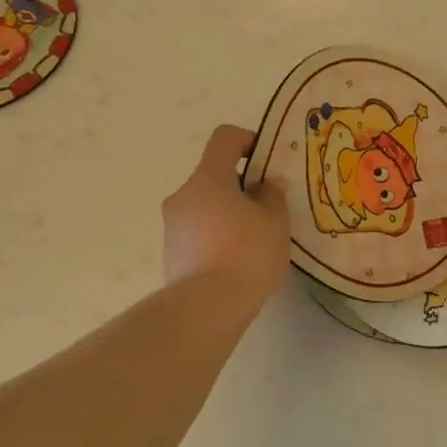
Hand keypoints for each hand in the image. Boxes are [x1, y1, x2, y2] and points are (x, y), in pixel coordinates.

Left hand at [162, 125, 290, 308]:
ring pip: (205, 207)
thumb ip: (272, 195)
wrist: (206, 308)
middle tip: (267, 212)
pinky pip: (198, 234)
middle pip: (214, 176)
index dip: (248, 140)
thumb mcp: (275, 222)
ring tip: (254, 244)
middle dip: (241, 188)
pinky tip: (236, 265)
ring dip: (228, 215)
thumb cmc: (247, 254)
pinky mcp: (170, 254)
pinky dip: (216, 239)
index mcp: (208, 178)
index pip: (224, 138)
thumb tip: (263, 186)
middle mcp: (183, 195)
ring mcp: (172, 226)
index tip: (266, 163)